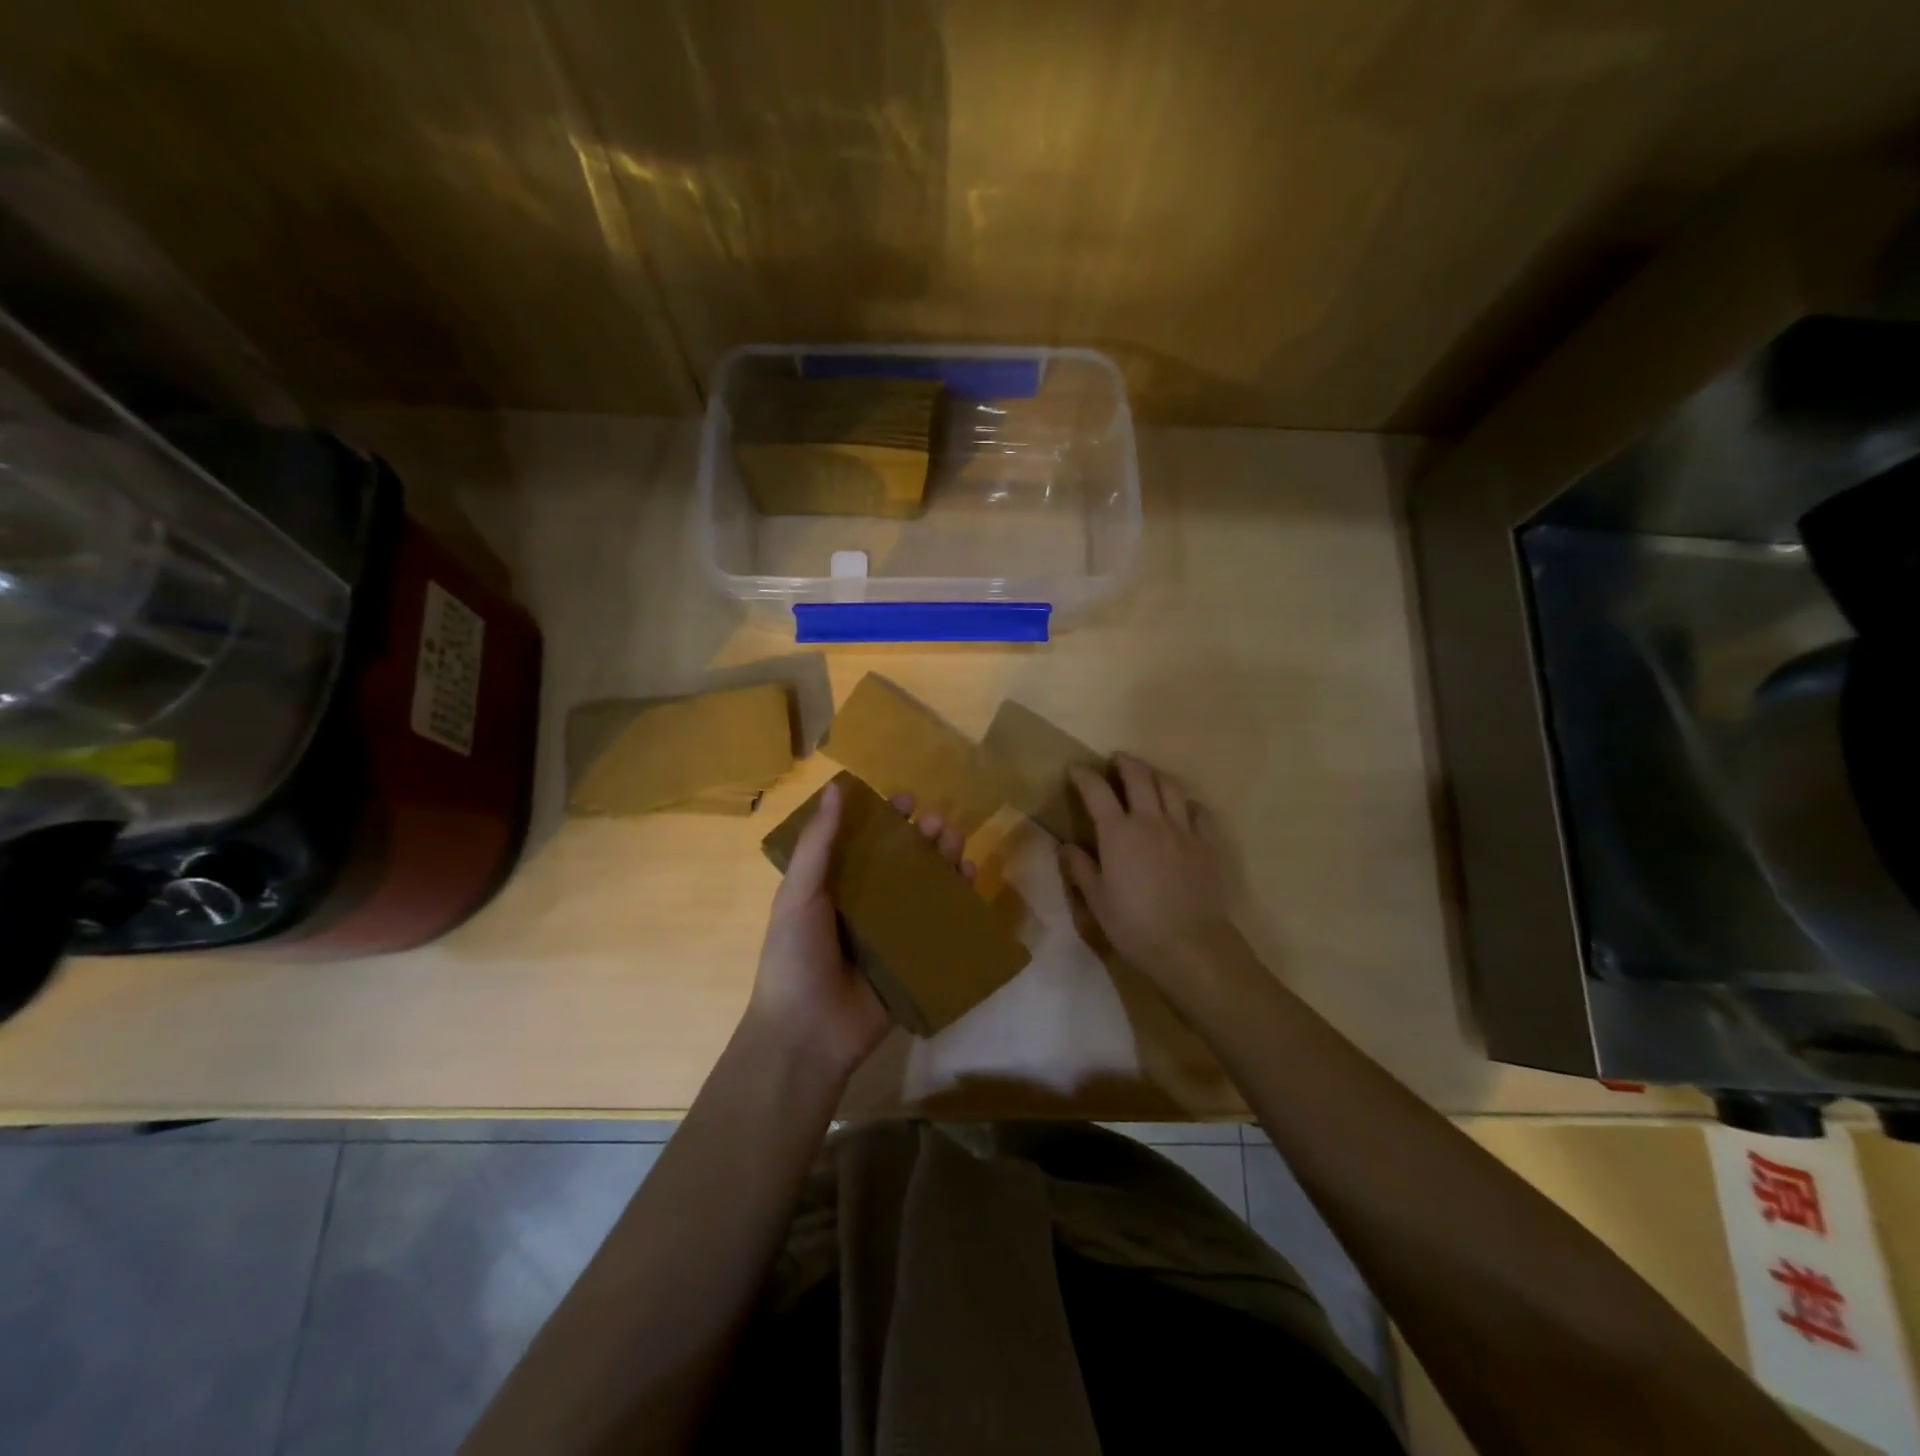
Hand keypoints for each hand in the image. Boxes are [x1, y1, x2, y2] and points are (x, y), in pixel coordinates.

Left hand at [747, 781, 974, 1080]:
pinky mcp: (914, 960)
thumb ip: (818, 842)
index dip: (885, 819)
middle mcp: (865, 905)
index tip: (906, 799)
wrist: (807, 1033)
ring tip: (956, 841)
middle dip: (921, 838)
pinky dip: (958, 901)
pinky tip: (970, 880)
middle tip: (937, 821)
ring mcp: (892, 934)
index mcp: (834, 887)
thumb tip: (835, 787)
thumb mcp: (799, 893)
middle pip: (901, 863)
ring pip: (925, 889)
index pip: (865, 843)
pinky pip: (940, 926)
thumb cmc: (795, 955)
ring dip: (943, 862)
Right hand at [1062, 754, 1239, 988]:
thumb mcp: (1097, 901)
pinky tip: (1182, 809)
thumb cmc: (1134, 925)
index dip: (1084, 776)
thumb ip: (1081, 868)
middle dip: (1124, 763)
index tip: (1075, 770)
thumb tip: (1066, 846)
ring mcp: (1183, 829)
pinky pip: (1198, 811)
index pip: (1097, 791)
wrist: (1190, 944)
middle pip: (1138, 776)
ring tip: (1147, 775)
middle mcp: (1150, 820)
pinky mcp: (1207, 843)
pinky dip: (1186, 803)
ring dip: (1155, 774)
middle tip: (1116, 760)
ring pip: (1170, 787)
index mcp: (1118, 832)